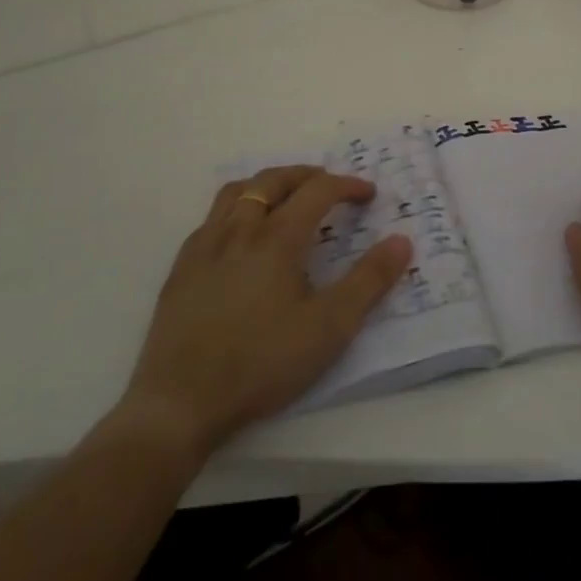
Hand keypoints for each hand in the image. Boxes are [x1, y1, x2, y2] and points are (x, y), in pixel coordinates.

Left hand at [117, 166, 410, 458]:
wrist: (179, 405)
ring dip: (267, 185)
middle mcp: (239, 230)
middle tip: (328, 185)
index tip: (368, 194)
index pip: (318, 191)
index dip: (347, 186)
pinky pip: (210, 219)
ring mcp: (204, 247)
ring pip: (236, 192)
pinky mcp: (181, 269)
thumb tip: (401, 240)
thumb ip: (369, 281)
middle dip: (306, 175)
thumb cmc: (261, 364)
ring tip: (284, 198)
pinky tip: (239, 237)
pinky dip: (235, 210)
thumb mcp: (329, 328)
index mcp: (277, 238)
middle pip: (274, 180)